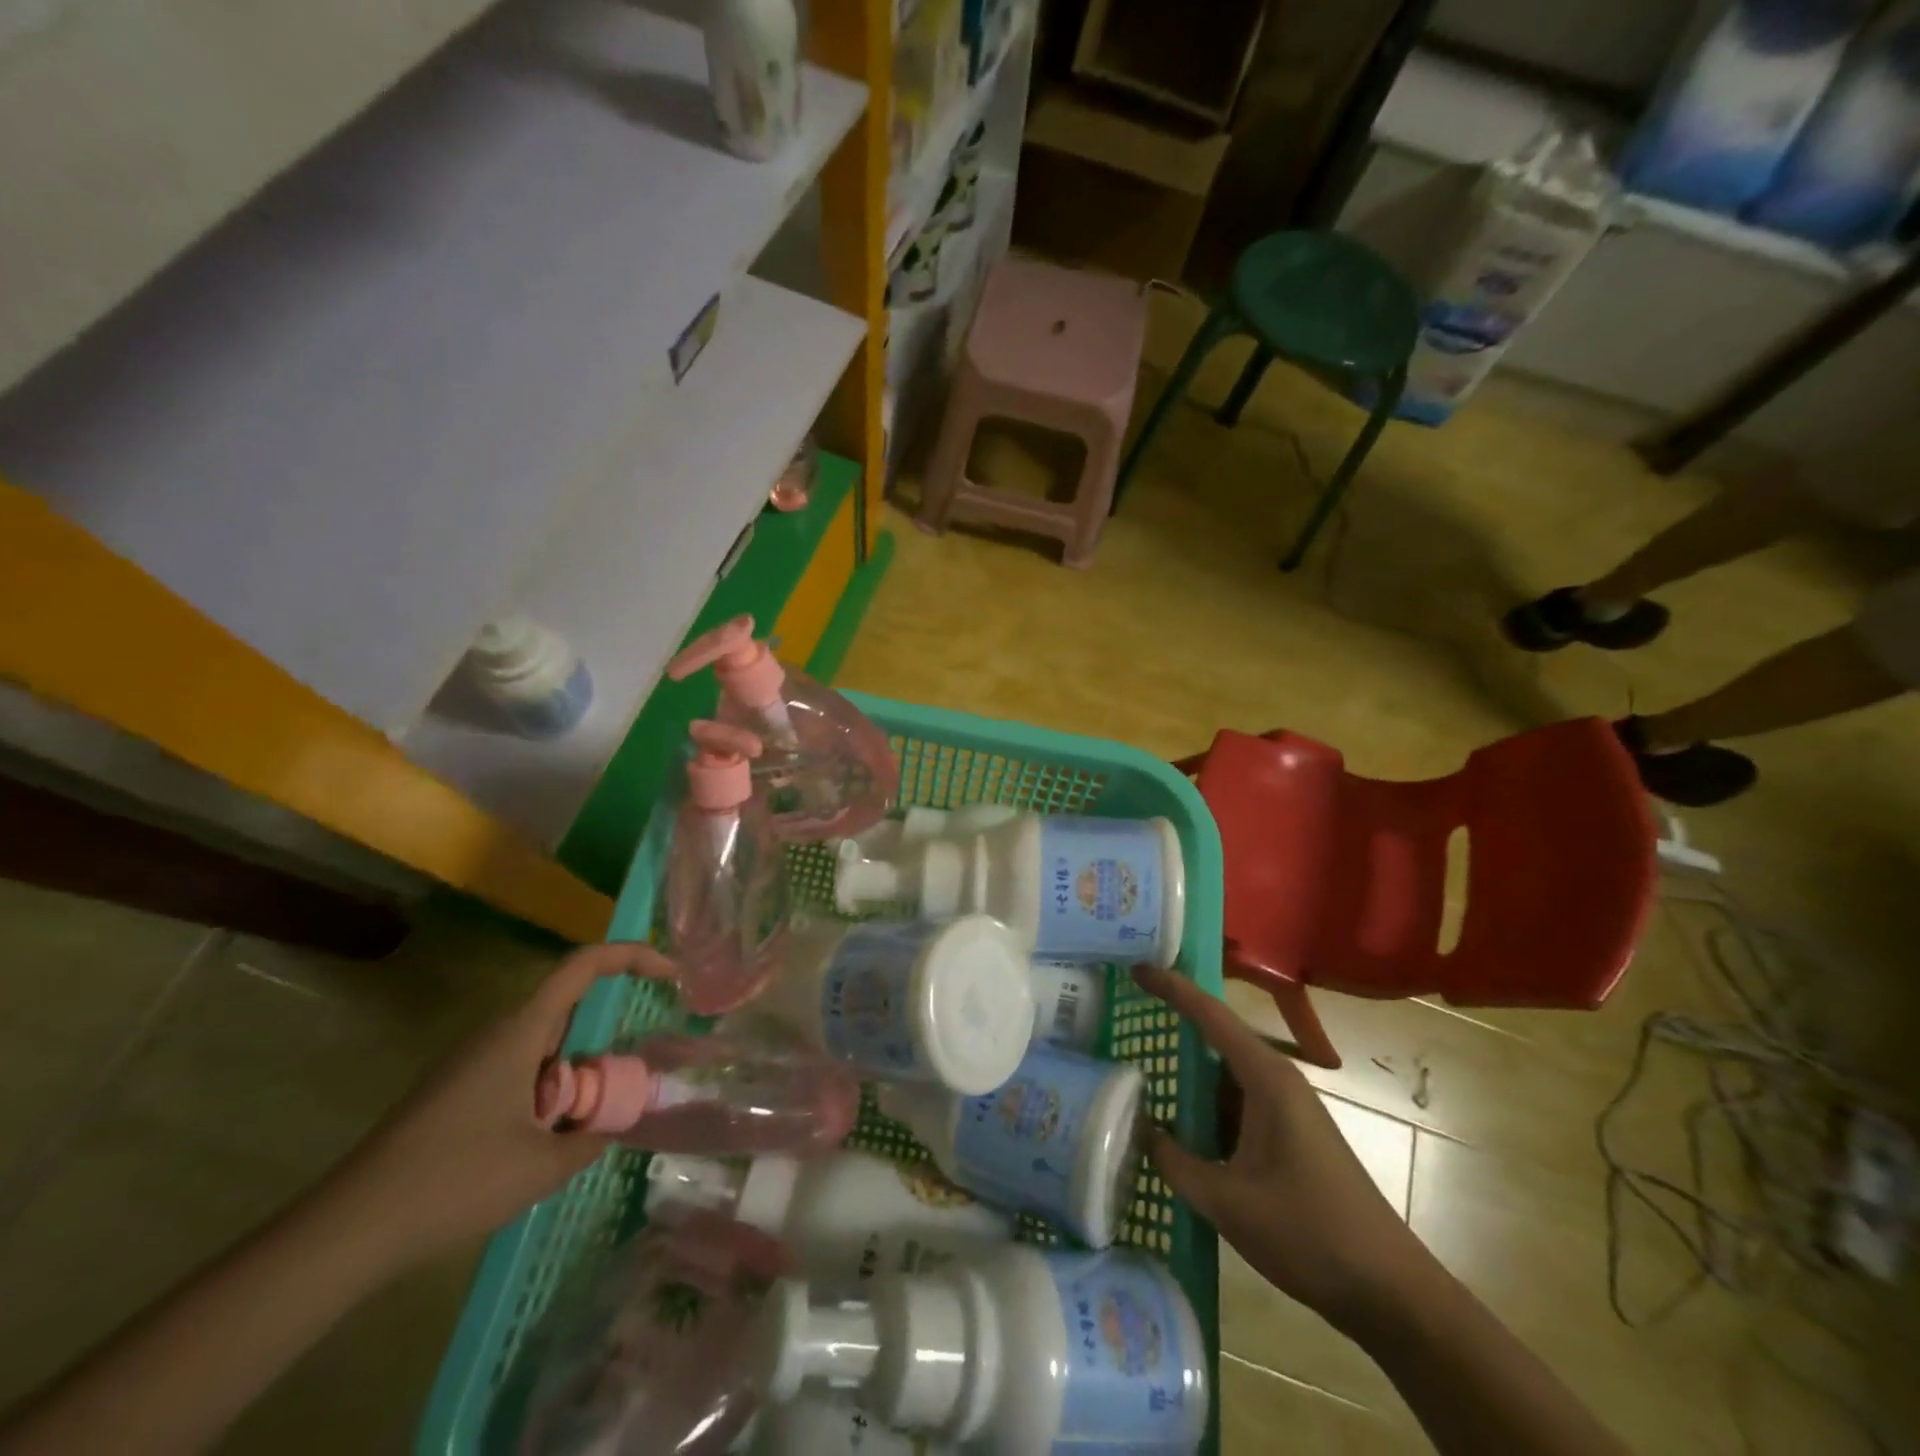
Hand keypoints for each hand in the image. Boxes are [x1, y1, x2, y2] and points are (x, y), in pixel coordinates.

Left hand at [327, 941, 673, 1270]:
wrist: (346, 1231)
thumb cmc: (453, 1181)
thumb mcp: (541, 1166)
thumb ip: (591, 1139)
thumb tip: (614, 1125)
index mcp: (521, 1031)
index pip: (584, 965)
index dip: (633, 956)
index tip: (671, 973)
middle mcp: (498, 1033)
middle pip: (569, 1008)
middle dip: (603, 1042)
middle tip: (622, 1089)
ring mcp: (473, 1061)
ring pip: (545, 1045)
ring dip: (574, 1075)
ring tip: (580, 1127)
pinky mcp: (457, 1089)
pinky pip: (521, 1070)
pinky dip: (548, 1092)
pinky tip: (542, 1143)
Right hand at [1132, 966, 1437, 1331]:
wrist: (1390, 1291)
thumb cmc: (1309, 1234)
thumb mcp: (1228, 1202)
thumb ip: (1174, 1162)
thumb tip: (1138, 1128)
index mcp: (1266, 1078)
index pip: (1210, 1015)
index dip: (1172, 988)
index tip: (1136, 969)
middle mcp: (1276, 1080)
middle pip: (1216, 1037)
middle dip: (1173, 1024)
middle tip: (1126, 1015)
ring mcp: (1285, 1108)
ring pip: (1224, 1075)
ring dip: (1186, 1072)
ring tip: (1136, 1065)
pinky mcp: (1287, 1134)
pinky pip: (1235, 1103)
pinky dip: (1203, 1105)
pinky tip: (1176, 1121)